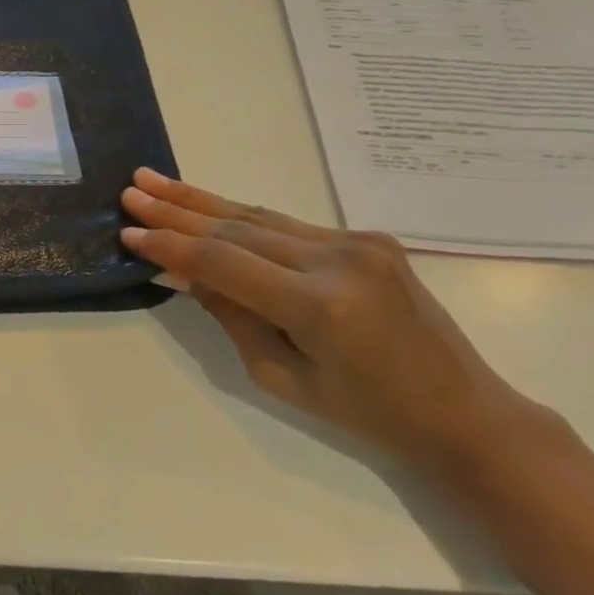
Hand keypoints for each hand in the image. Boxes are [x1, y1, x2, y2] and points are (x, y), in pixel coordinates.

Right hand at [120, 168, 552, 478]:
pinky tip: (206, 205)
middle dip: (176, 209)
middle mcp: (339, 260)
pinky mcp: (367, 238)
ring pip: (259, 216)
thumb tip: (180, 271)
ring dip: (202, 201)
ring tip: (154, 181)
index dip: (170, 245)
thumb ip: (229, 314)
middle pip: (236, 226)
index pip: (222, 262)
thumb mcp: (280, 375)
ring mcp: (358, 243)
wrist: (465, 413)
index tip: (128, 233)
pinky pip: (287, 225)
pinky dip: (240, 217)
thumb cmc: (367, 413)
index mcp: (319, 305)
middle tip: (132, 190)